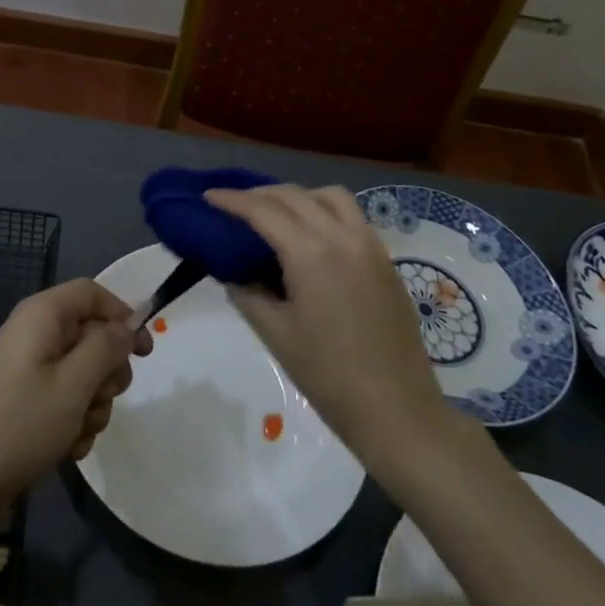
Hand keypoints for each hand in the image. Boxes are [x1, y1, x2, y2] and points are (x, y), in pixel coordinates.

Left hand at [0, 279, 152, 532]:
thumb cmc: (17, 426)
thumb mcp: (73, 385)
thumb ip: (106, 348)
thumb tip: (126, 326)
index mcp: (41, 316)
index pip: (92, 293)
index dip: (122, 315)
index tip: (144, 352)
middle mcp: (33, 335)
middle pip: (91, 335)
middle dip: (106, 371)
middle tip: (101, 398)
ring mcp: (26, 371)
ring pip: (82, 374)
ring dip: (91, 405)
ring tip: (76, 432)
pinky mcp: (22, 404)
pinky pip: (63, 401)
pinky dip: (72, 422)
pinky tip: (66, 449)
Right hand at [205, 185, 452, 454]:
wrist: (397, 411)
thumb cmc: (328, 376)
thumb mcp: (274, 333)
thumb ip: (247, 292)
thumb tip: (232, 270)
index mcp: (311, 254)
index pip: (263, 211)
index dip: (231, 200)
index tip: (207, 195)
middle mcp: (343, 237)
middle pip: (295, 196)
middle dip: (259, 194)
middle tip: (233, 205)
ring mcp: (370, 246)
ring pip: (330, 196)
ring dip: (298, 196)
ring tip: (275, 214)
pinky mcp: (386, 260)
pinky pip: (352, 216)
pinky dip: (324, 210)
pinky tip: (310, 235)